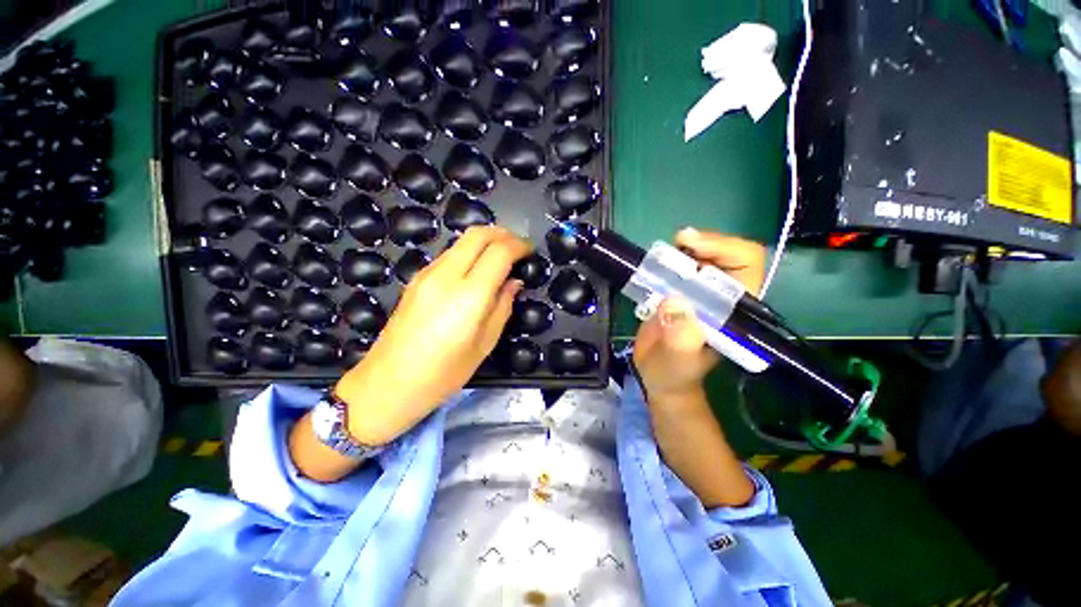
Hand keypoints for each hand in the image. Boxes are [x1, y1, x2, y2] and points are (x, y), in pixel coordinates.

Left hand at [336, 226, 530, 443]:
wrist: (388, 382)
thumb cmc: (444, 372)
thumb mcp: (485, 344)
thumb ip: (503, 306)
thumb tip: (513, 282)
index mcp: (469, 295)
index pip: (499, 252)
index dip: (519, 246)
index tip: (530, 252)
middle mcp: (447, 275)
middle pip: (478, 234)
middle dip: (503, 234)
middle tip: (518, 248)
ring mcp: (428, 274)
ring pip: (462, 241)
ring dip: (485, 242)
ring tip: (500, 259)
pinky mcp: (417, 278)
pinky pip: (449, 254)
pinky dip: (469, 253)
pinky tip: (476, 271)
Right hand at [632, 228, 765, 399]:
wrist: (658, 376)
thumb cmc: (673, 374)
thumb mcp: (677, 361)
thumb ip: (681, 338)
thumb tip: (674, 301)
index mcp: (733, 312)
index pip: (746, 267)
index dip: (725, 249)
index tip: (692, 246)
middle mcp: (721, 297)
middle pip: (727, 254)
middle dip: (705, 243)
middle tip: (677, 241)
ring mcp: (699, 293)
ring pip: (702, 256)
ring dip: (685, 248)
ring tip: (663, 252)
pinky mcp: (679, 292)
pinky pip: (678, 266)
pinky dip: (668, 258)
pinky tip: (655, 261)